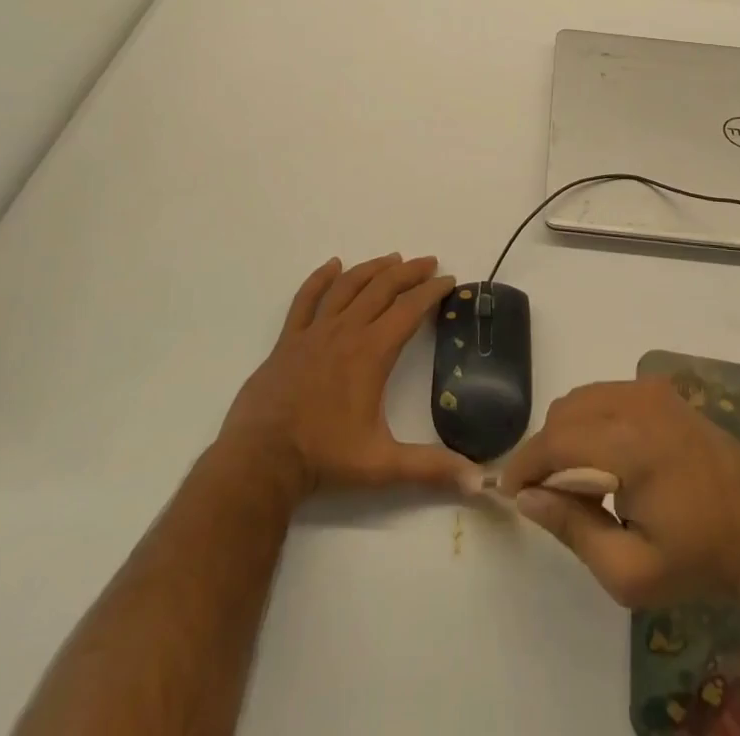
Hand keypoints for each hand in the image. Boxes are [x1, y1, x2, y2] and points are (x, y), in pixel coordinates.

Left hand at [218, 254, 477, 502]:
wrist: (261, 460)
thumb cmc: (324, 457)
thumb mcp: (383, 465)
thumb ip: (431, 468)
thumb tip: (479, 480)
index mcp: (372, 352)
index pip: (410, 309)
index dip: (432, 292)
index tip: (449, 280)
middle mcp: (346, 331)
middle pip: (382, 288)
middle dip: (409, 272)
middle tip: (428, 262)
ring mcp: (314, 332)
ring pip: (348, 286)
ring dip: (372, 269)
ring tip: (392, 258)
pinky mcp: (289, 340)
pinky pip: (306, 299)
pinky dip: (320, 278)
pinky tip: (333, 265)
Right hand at [500, 378, 739, 607]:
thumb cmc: (698, 559)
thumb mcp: (630, 572)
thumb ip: (572, 529)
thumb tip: (526, 498)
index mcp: (630, 444)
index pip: (556, 440)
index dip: (525, 464)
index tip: (508, 491)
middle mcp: (636, 402)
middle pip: (564, 412)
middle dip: (544, 450)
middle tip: (545, 495)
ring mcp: (650, 390)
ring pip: (582, 398)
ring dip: (565, 432)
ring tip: (574, 479)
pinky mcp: (660, 389)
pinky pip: (605, 394)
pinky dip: (589, 419)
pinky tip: (603, 458)